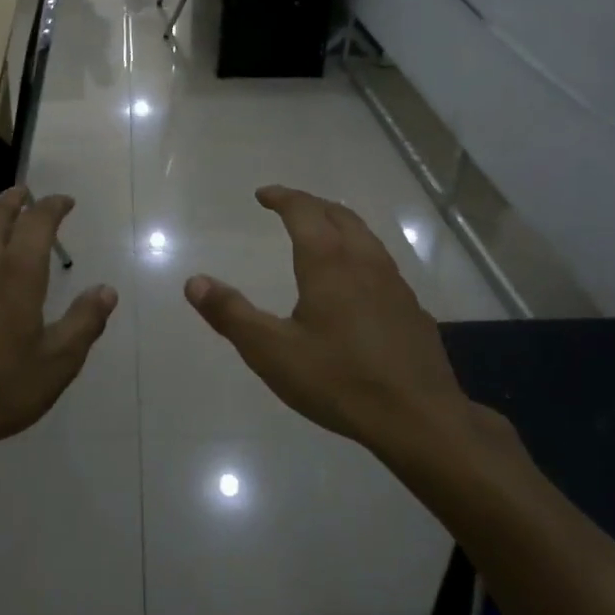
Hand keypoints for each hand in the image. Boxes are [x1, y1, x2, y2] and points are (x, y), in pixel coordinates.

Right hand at [185, 186, 500, 480]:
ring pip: (365, 237)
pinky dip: (360, 254)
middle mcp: (364, 262)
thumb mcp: (271, 352)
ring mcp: (394, 285)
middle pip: (339, 215)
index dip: (282, 197)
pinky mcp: (412, 310)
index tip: (263, 195)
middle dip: (311, 205)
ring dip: (339, 225)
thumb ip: (231, 314)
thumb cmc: (339, 381)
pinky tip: (355, 284)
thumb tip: (194, 282)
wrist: (420, 420)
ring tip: (321, 235)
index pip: (304, 211)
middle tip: (289, 207)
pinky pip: (381, 264)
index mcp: (328, 262)